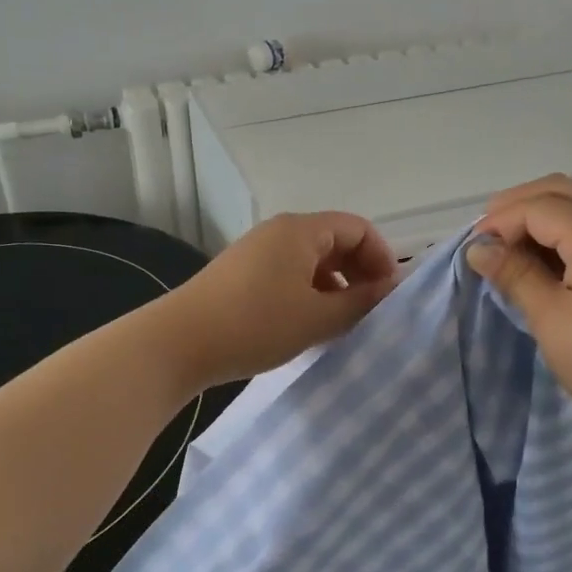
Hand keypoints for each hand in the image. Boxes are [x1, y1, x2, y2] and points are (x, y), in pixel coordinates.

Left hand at [155, 212, 400, 389]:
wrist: (180, 342)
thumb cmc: (257, 324)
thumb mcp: (318, 317)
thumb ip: (361, 302)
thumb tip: (391, 288)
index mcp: (301, 230)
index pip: (358, 228)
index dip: (382, 258)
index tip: (388, 296)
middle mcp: (279, 232)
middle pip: (335, 241)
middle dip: (359, 273)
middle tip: (369, 312)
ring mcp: (257, 252)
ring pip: (311, 261)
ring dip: (334, 287)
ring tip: (340, 324)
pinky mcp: (241, 275)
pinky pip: (289, 275)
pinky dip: (308, 294)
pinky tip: (307, 326)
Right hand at [465, 175, 571, 456]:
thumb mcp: (552, 321)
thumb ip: (515, 276)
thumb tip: (478, 248)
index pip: (537, 206)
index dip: (498, 222)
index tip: (471, 254)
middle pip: (559, 192)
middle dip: (515, 208)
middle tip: (485, 243)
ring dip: (536, 221)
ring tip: (505, 256)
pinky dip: (557, 238)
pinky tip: (537, 269)